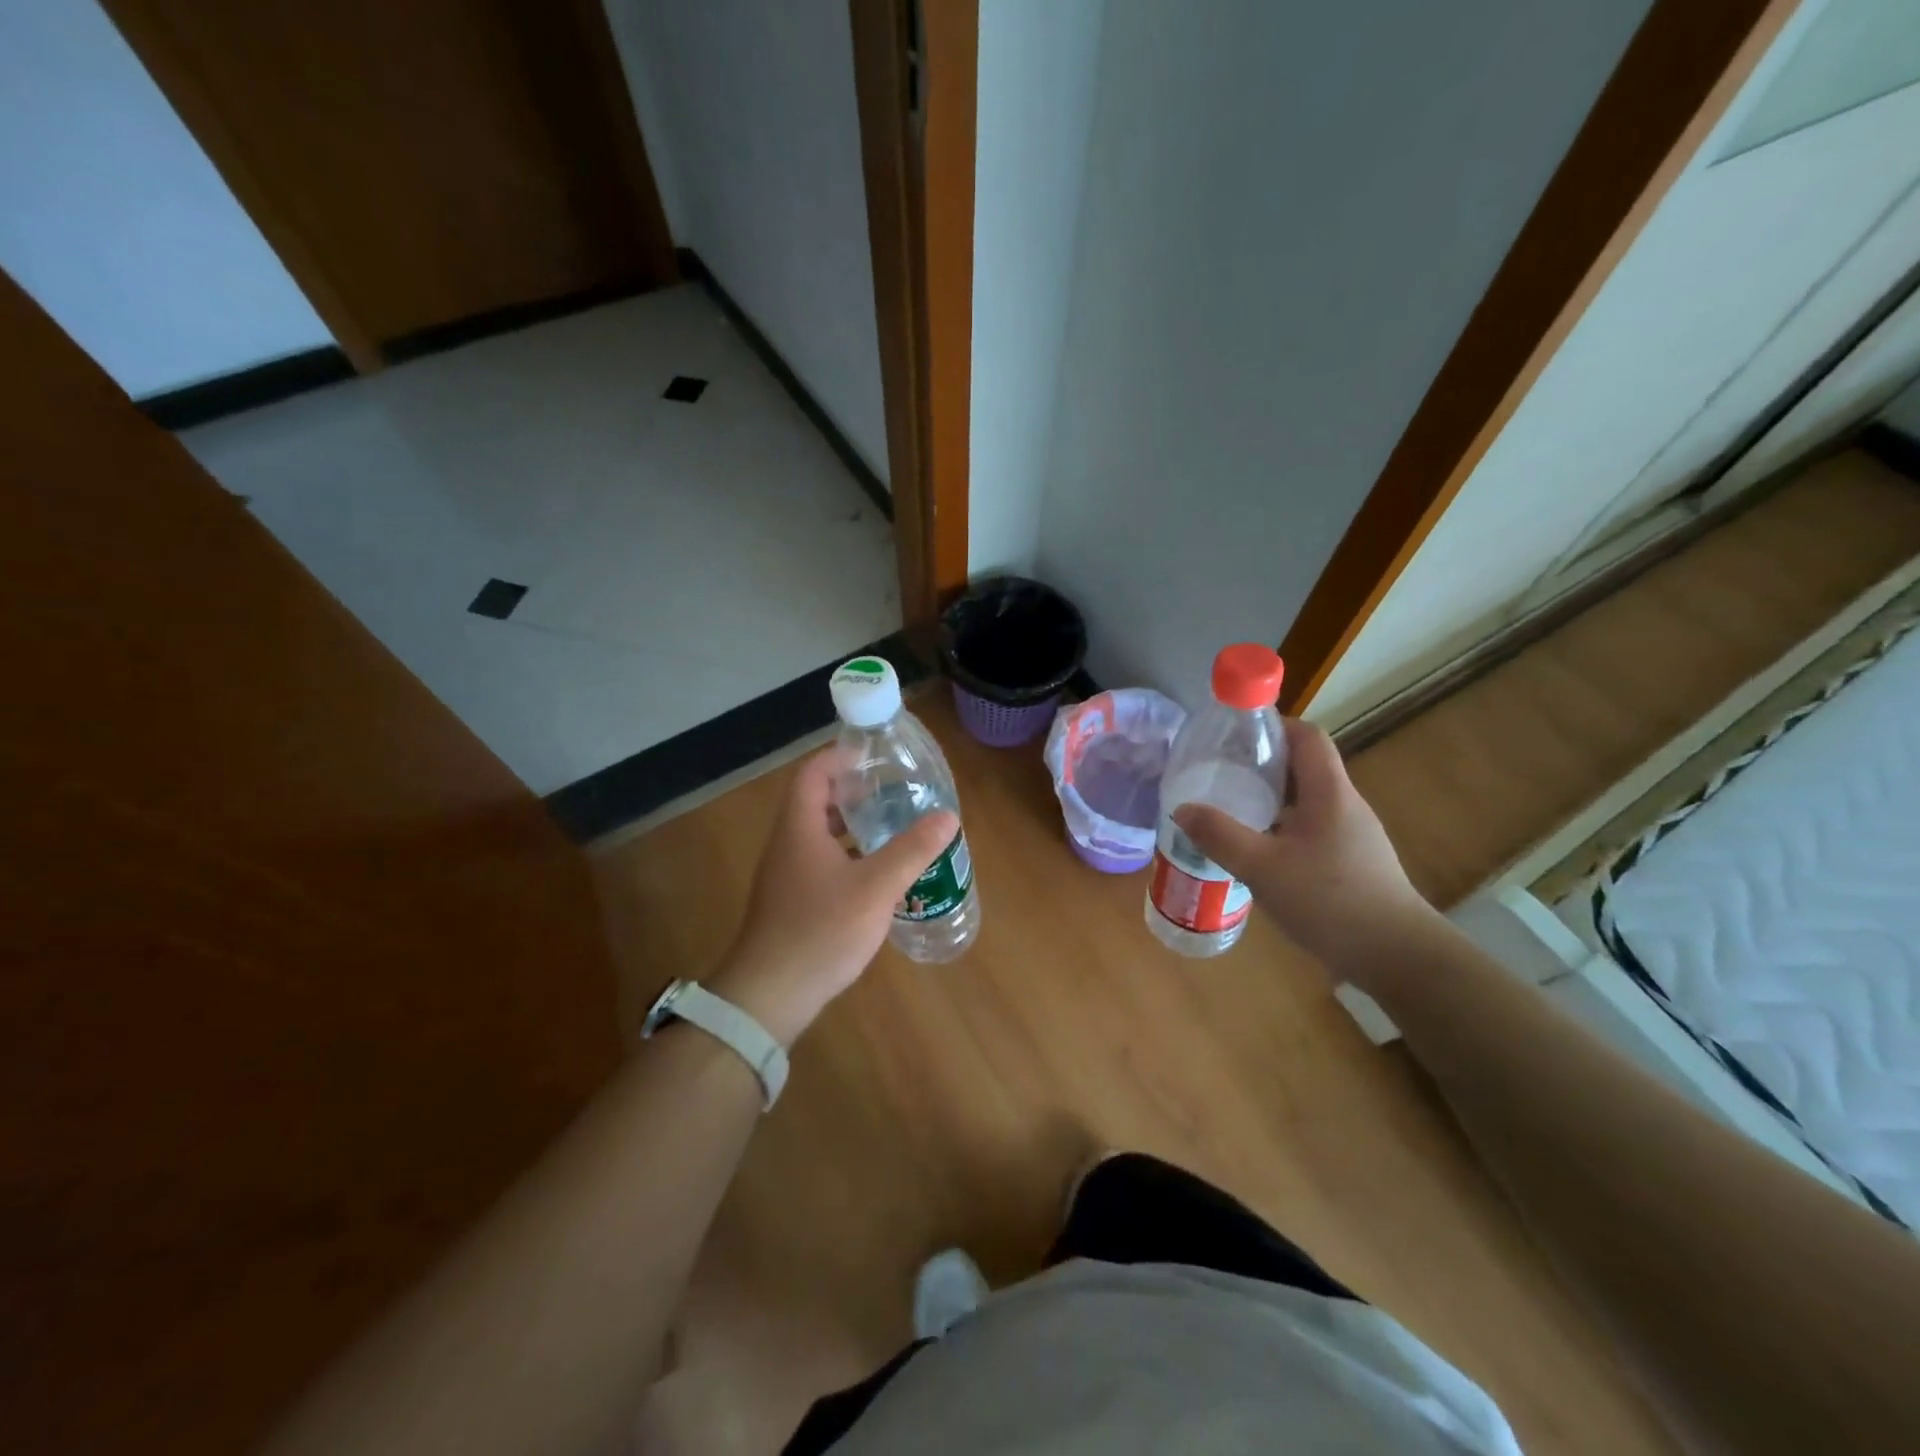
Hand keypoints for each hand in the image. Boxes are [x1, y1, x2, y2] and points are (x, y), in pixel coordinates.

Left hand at [709, 748, 957, 1044]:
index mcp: (799, 828)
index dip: (840, 757)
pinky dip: (847, 856)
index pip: (813, 773)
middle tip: (893, 791)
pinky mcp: (791, 902)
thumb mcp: (875, 888)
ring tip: (891, 826)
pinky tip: (876, 874)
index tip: (874, 755)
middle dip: (853, 791)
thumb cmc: (820, 931)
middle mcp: (787, 844)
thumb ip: (912, 850)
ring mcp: (786, 875)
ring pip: (819, 835)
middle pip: (815, 802)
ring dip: (851, 826)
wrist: (770, 995)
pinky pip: (820, 862)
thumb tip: (948, 817)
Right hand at [1171, 718, 1437, 979]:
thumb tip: (1182, 808)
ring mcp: (1352, 835)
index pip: (1308, 736)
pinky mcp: (1351, 862)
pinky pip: (1311, 829)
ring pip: (1306, 801)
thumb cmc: (1330, 901)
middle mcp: (1344, 805)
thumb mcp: (1263, 868)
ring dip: (1270, 799)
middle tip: (1220, 773)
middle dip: (1261, 764)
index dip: (1274, 726)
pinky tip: (1257, 851)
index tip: (1235, 735)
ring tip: (1230, 809)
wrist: (1396, 956)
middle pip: (1304, 767)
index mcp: (1330, 793)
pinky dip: (1281, 828)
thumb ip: (1220, 836)